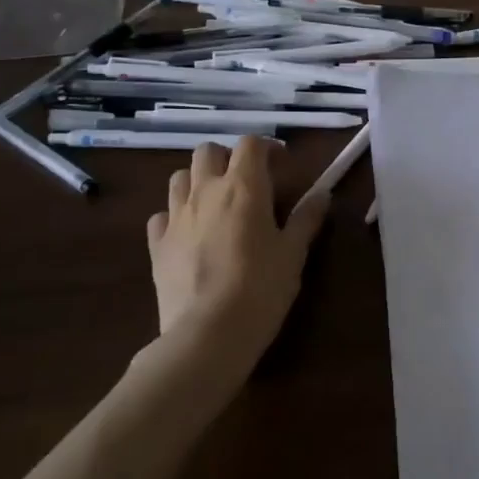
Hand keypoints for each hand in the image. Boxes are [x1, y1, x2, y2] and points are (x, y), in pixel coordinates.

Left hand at [147, 137, 329, 376]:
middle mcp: (205, 192)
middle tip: (247, 182)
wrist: (208, 334)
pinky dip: (175, 217)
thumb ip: (307, 218)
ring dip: (198, 181)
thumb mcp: (294, 253)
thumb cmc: (261, 288)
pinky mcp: (156, 245)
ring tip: (216, 204)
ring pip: (179, 178)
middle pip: (208, 151)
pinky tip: (189, 234)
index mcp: (243, 187)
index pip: (250, 144)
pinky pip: (161, 216)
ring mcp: (176, 217)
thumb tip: (322, 194)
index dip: (267, 148)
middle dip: (227, 158)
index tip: (282, 166)